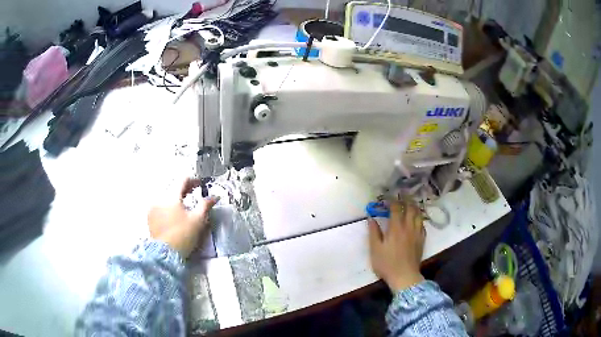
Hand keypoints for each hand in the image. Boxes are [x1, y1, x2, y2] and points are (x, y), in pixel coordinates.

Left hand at [148, 178, 217, 257]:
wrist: (166, 253)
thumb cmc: (183, 235)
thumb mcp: (198, 220)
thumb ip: (206, 205)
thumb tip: (214, 196)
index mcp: (171, 196)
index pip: (183, 180)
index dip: (194, 180)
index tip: (201, 185)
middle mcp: (160, 198)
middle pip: (173, 187)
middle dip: (185, 189)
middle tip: (194, 192)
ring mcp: (153, 207)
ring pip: (166, 196)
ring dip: (176, 197)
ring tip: (184, 204)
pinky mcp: (150, 217)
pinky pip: (160, 205)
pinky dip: (168, 205)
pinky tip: (174, 214)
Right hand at [368, 199, 425, 291]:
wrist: (404, 276)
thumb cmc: (387, 264)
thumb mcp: (375, 249)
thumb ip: (374, 232)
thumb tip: (371, 218)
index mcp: (396, 228)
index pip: (396, 208)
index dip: (392, 200)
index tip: (388, 196)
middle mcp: (408, 227)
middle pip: (410, 208)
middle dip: (406, 199)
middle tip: (402, 195)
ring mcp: (417, 233)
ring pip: (419, 215)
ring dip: (415, 207)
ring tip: (411, 203)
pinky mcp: (422, 240)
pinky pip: (422, 225)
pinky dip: (419, 219)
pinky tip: (417, 220)